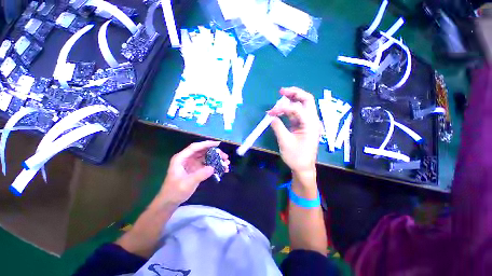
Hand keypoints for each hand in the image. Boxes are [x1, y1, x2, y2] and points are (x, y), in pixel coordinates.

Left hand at [158, 141, 229, 204]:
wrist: (170, 201)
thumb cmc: (175, 191)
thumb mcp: (187, 183)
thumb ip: (200, 175)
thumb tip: (213, 168)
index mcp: (181, 158)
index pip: (195, 147)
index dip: (206, 144)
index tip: (218, 144)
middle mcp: (187, 158)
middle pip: (202, 151)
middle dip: (215, 152)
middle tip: (225, 156)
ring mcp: (192, 163)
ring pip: (206, 157)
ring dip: (216, 158)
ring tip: (226, 162)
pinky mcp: (196, 169)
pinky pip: (207, 164)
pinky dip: (214, 165)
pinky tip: (222, 168)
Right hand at [268, 87, 320, 179]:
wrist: (303, 167)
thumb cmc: (296, 156)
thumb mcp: (285, 141)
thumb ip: (277, 127)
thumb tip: (271, 116)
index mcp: (310, 124)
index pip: (296, 109)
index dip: (282, 108)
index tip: (270, 112)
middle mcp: (312, 120)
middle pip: (307, 100)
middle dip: (294, 93)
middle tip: (282, 91)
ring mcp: (308, 123)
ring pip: (302, 105)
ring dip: (292, 100)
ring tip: (281, 97)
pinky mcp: (303, 126)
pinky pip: (297, 114)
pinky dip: (289, 110)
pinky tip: (281, 109)